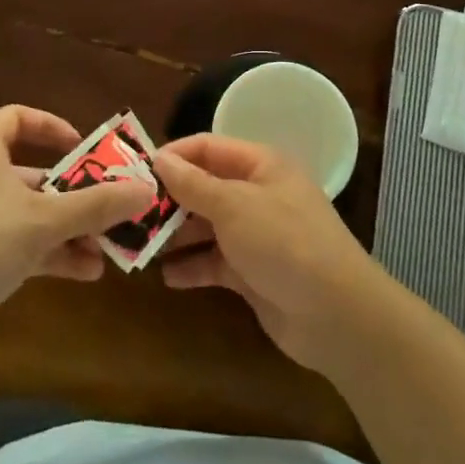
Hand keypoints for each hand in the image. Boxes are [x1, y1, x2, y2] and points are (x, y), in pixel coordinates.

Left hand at [0, 106, 154, 361]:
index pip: (17, 118)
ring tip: (110, 247)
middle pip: (37, 174)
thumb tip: (147, 188)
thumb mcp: (44, 220)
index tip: (83, 147)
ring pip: (36, 214)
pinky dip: (55, 254)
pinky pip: (26, 245)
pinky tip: (89, 272)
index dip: (51, 126)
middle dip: (78, 193)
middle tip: (115, 205)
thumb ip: (97, 205)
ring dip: (73, 229)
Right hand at [153, 134, 388, 372]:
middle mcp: (256, 193)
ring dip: (175, 234)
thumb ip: (194, 184)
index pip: (208, 148)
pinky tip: (166, 276)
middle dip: (168, 199)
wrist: (336, 315)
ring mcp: (255, 234)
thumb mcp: (235, 206)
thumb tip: (159, 158)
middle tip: (128, 213)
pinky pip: (213, 262)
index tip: (135, 171)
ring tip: (138, 244)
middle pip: (204, 187)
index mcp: (260, 165)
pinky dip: (191, 267)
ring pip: (205, 226)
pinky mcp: (252, 273)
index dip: (173, 156)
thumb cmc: (284, 243)